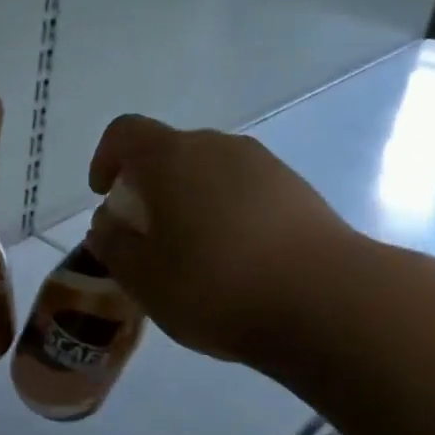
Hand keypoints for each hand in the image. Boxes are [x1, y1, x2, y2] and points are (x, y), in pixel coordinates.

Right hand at [85, 114, 362, 367]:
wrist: (330, 302)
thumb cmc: (216, 286)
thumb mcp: (143, 277)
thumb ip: (113, 244)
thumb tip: (108, 224)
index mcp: (172, 157)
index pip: (124, 133)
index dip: (105, 158)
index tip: (104, 196)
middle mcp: (218, 147)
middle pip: (170, 152)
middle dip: (148, 187)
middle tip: (146, 235)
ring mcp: (265, 166)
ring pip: (210, 172)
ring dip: (190, 201)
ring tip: (192, 254)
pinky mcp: (299, 191)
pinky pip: (245, 191)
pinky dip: (227, 213)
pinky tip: (236, 261)